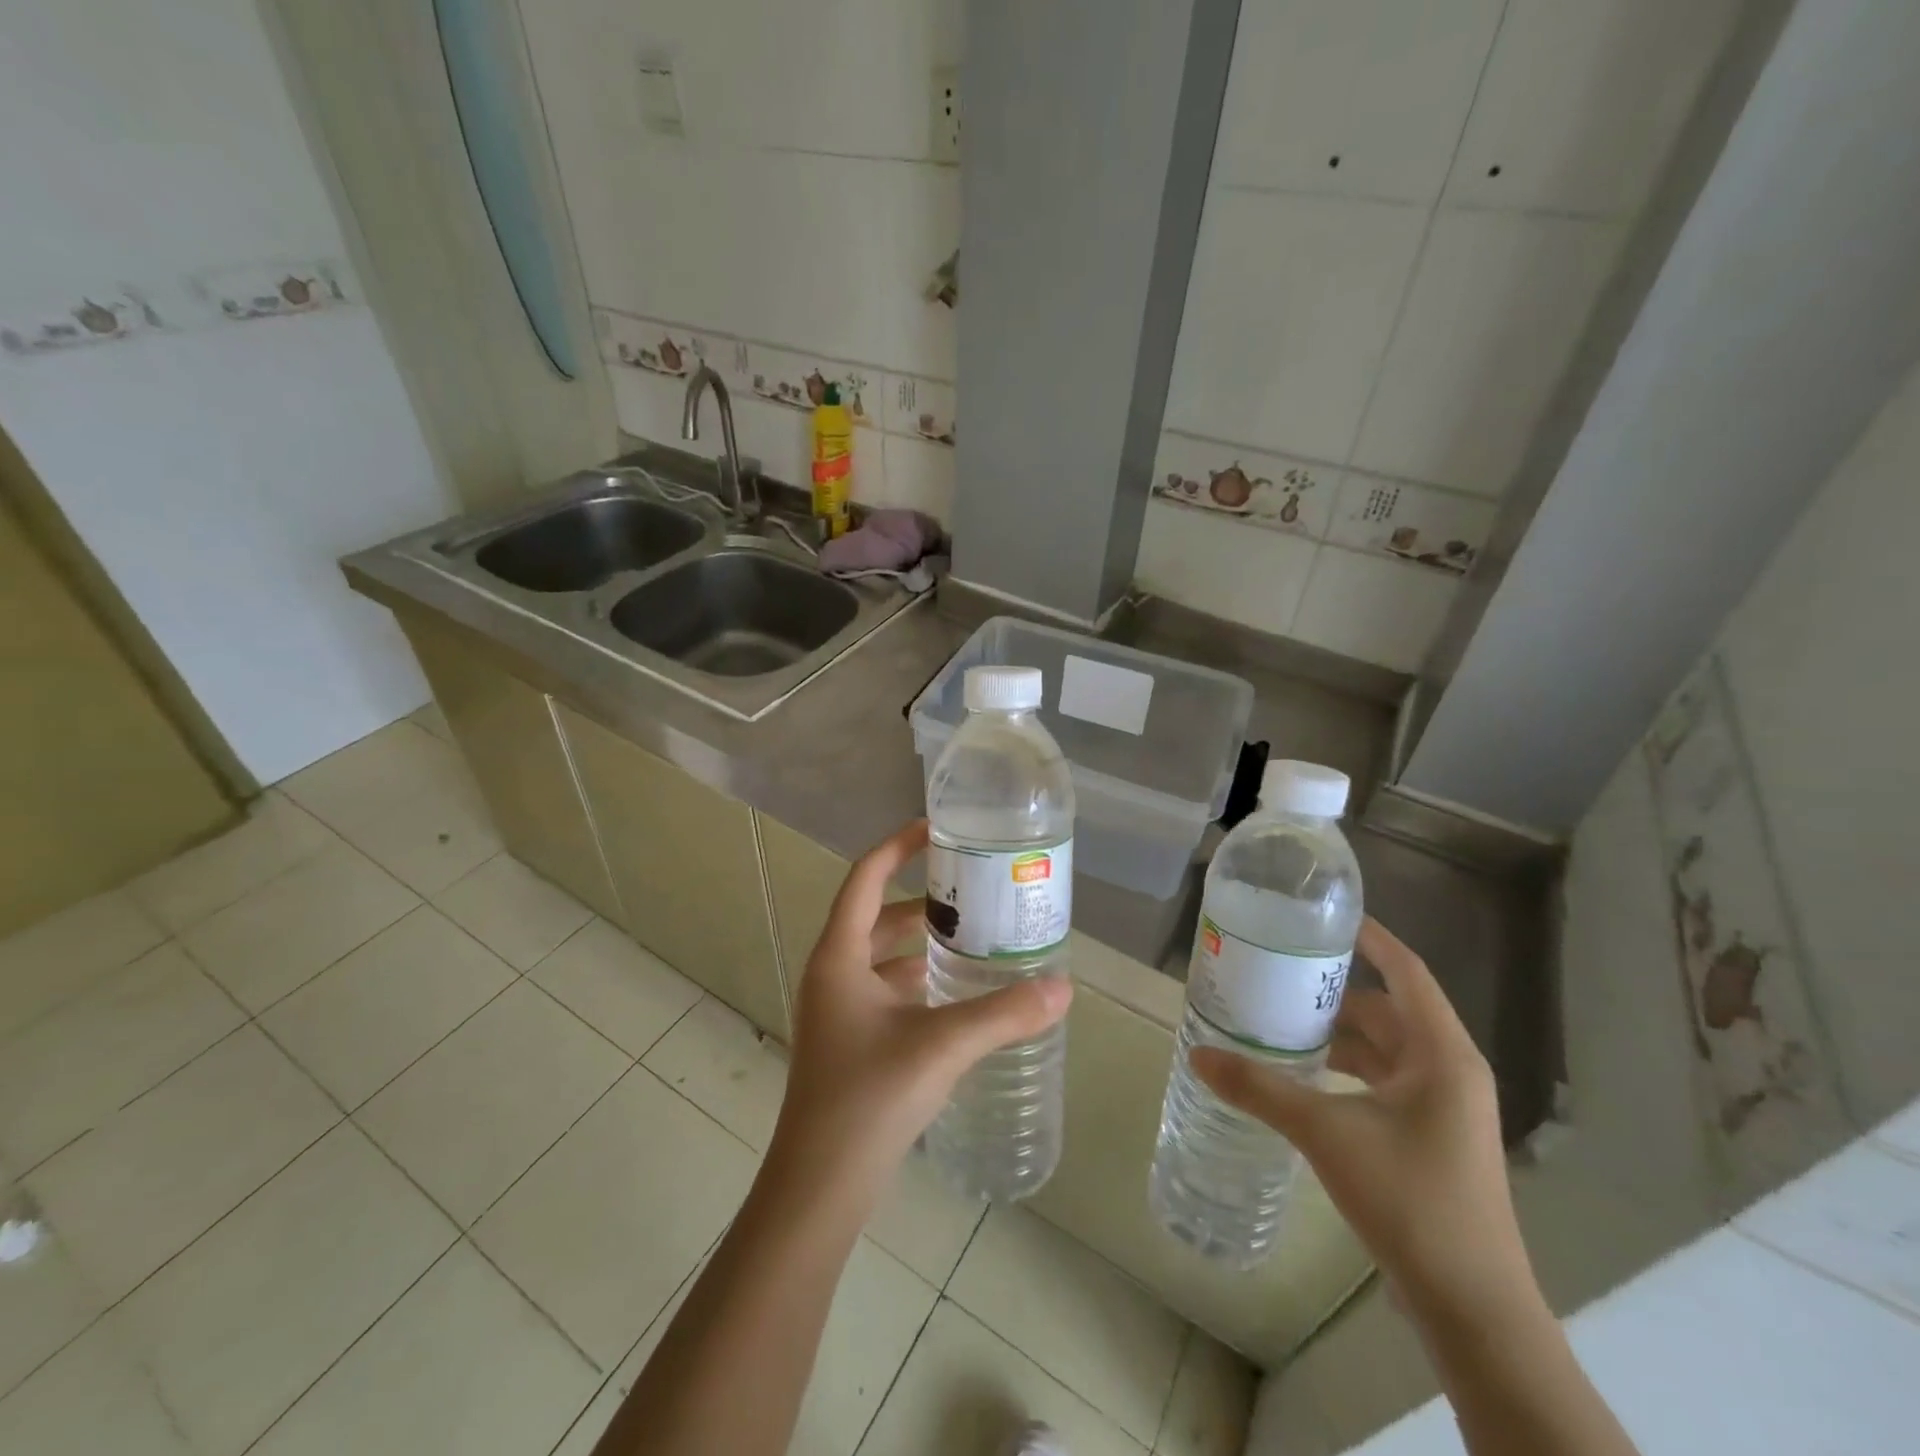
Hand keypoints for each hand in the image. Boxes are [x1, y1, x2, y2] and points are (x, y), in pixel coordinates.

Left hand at [769, 819, 1072, 1198]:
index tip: (937, 829)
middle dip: (922, 901)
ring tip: (974, 937)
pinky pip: (886, 990)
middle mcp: (832, 974)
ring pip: (882, 957)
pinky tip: (956, 994)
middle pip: (877, 916)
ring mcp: (838, 1010)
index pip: (865, 878)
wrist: (819, 1185)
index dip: (898, 847)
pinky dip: (918, 980)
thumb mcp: (942, 1045)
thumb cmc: (869, 1098)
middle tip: (973, 892)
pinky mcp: (850, 1041)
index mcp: (838, 956)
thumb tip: (1062, 988)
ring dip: (921, 943)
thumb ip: (1003, 1013)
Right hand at [1190, 917, 1534, 1330]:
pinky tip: (1306, 1078)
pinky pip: (1385, 1082)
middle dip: (1336, 992)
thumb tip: (1198, 1056)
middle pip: (1388, 1010)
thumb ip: (1259, 1089)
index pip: (1406, 971)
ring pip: (1385, 1049)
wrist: (1473, 1307)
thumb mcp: (1326, 1134)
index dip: (1370, 938)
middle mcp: (1450, 1071)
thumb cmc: (1410, 1199)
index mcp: (1442, 1054)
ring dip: (1339, 1035)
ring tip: (1282, 1022)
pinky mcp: (1432, 1138)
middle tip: (1280, 974)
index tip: (1325, 916)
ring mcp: (1445, 1108)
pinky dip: (1348, 1070)